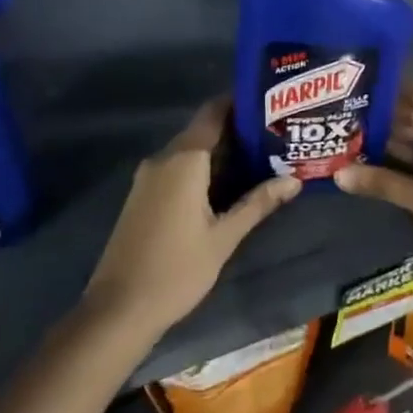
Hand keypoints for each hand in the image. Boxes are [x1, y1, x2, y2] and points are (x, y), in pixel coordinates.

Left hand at [83, 99, 301, 343]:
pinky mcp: (142, 196)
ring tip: (259, 158)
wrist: (118, 310)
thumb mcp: (224, 237)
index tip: (268, 103)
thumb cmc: (177, 269)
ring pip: (189, 151)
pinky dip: (201, 168)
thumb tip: (294, 180)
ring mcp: (148, 177)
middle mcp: (163, 159)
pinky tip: (226, 185)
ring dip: (219, 152)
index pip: (213, 113)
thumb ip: (258, 203)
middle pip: (202, 130)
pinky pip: (176, 168)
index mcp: (184, 160)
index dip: (239, 102)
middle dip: (236, 130)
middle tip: (274, 135)